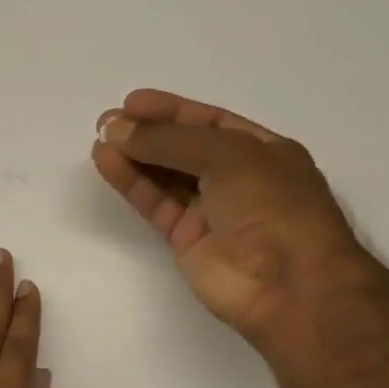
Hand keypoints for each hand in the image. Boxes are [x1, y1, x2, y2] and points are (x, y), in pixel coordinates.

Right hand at [91, 88, 366, 339]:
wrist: (288, 285)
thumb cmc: (274, 207)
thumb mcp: (228, 156)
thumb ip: (170, 141)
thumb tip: (117, 129)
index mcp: (261, 150)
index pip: (209, 122)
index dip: (171, 111)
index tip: (131, 102)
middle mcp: (236, 178)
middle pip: (184, 149)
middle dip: (148, 134)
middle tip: (106, 122)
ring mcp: (211, 211)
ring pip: (166, 177)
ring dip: (134, 157)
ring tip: (100, 139)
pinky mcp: (187, 241)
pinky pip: (156, 205)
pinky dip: (133, 184)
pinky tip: (108, 163)